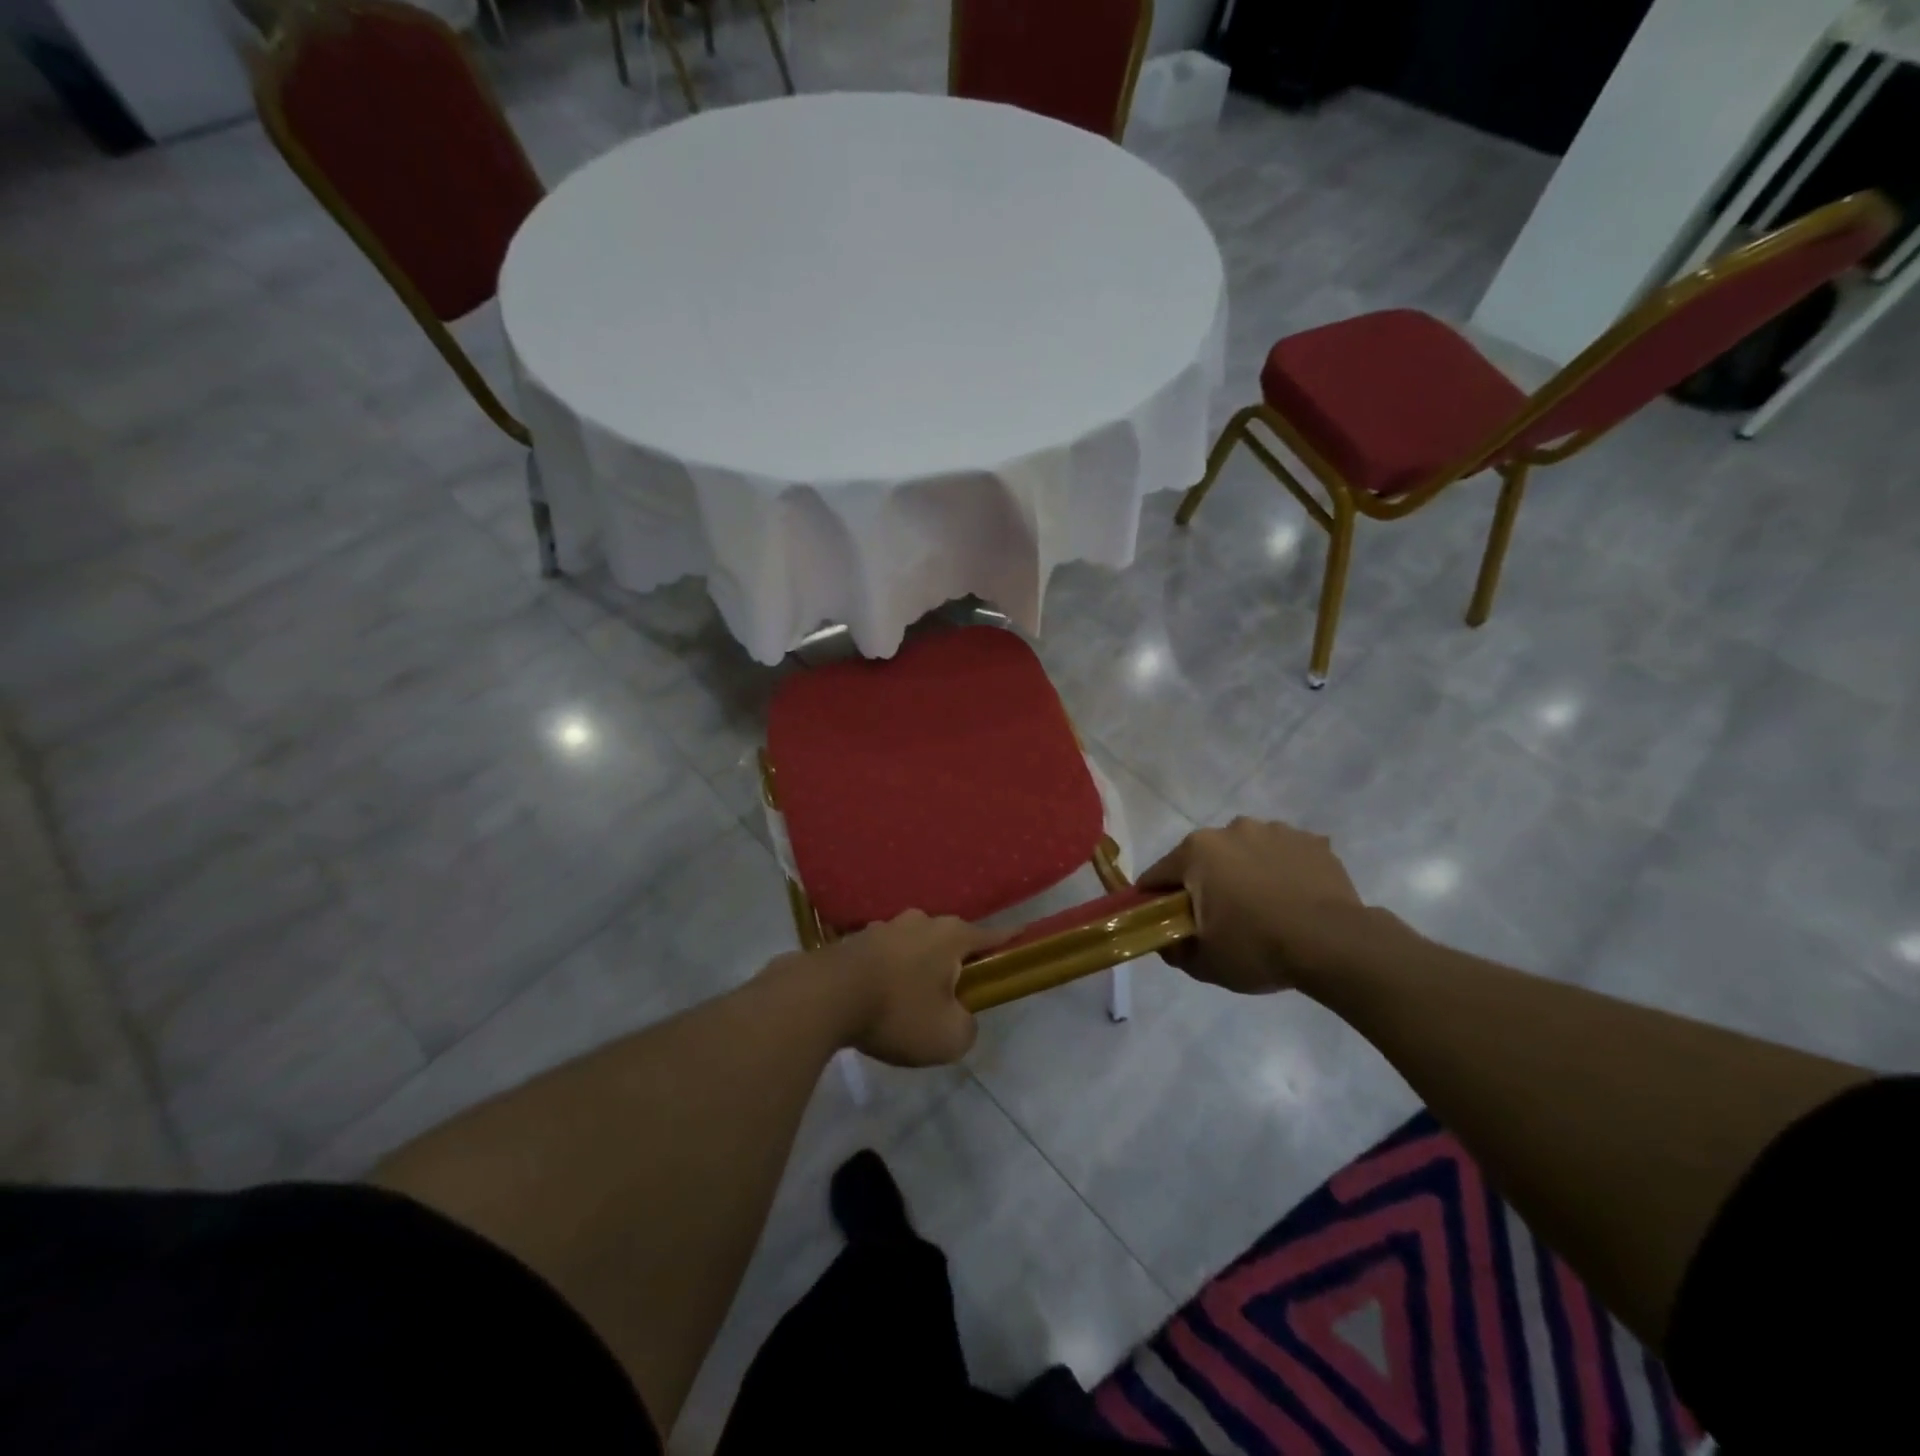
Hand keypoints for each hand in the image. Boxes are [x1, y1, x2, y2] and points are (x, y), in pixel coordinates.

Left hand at [811, 911, 996, 1065]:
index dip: (1009, 940)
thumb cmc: (897, 1012)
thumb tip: (960, 1017)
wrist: (825, 997)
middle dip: (956, 961)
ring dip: (919, 966)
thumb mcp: (949, 1036)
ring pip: (915, 945)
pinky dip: (889, 972)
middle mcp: (921, 921)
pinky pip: (886, 955)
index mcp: (951, 935)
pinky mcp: (856, 940)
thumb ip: (968, 1027)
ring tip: (912, 999)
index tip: (1022, 937)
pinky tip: (880, 996)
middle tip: (956, 992)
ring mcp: (885, 927)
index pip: (991, 935)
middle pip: (950, 939)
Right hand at [1140, 817, 1367, 994]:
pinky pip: (1285, 855)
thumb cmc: (1257, 947)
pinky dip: (1282, 871)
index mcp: (1197, 851)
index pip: (1159, 875)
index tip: (1164, 922)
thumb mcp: (1204, 963)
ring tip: (1264, 908)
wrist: (1335, 945)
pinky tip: (1294, 900)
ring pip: (1246, 852)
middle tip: (1220, 919)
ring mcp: (1275, 831)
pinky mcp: (1312, 842)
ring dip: (1246, 872)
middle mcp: (1231, 829)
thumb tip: (1165, 940)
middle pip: (1204, 858)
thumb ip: (1173, 949)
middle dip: (1205, 883)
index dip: (1156, 900)